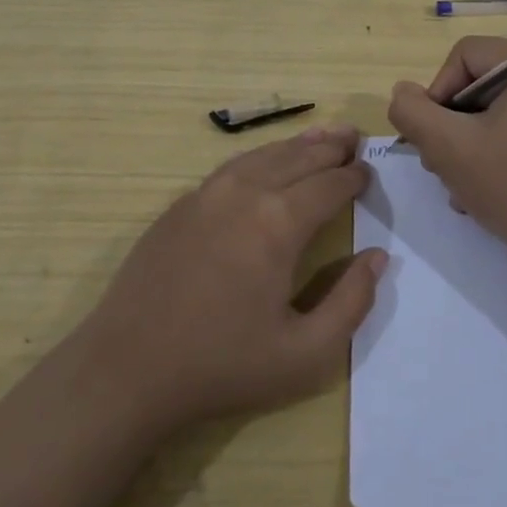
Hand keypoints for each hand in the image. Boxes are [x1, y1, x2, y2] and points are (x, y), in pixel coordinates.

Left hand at [76, 126, 384, 432]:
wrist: (128, 370)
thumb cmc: (222, 366)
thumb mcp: (306, 354)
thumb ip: (352, 302)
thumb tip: (378, 257)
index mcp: (278, 223)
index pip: (329, 185)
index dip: (354, 178)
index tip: (369, 173)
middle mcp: (244, 194)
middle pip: (297, 158)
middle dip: (330, 147)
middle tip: (354, 138)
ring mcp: (205, 195)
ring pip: (262, 155)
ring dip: (296, 145)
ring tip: (321, 136)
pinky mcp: (179, 206)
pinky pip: (231, 168)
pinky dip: (260, 157)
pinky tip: (266, 163)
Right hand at [387, 37, 506, 263]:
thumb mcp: (448, 146)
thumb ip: (412, 111)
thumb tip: (403, 93)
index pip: (465, 55)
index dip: (438, 91)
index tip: (434, 134)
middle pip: (476, 81)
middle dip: (449, 122)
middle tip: (438, 162)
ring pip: (488, 108)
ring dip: (462, 142)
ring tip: (456, 180)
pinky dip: (486, 150)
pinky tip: (476, 186)